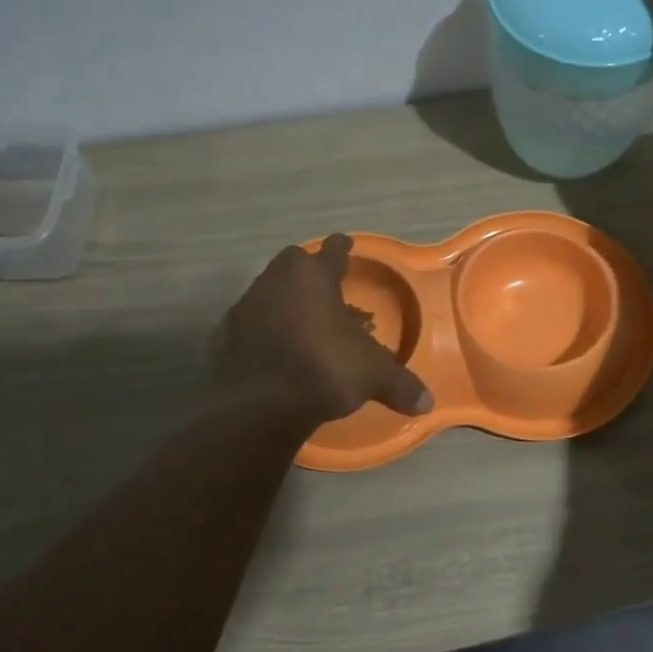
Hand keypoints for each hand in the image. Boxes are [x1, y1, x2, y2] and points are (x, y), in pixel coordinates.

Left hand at [214, 234, 433, 426]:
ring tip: (300, 322)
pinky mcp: (224, 333)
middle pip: (293, 261)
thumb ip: (400, 384)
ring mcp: (246, 304)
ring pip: (268, 289)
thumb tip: (428, 403)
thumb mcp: (373, 376)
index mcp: (314, 277)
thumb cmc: (323, 370)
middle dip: (308, 270)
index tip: (347, 246)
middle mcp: (277, 280)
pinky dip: (261, 329)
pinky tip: (272, 347)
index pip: (333, 250)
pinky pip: (248, 322)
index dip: (343, 248)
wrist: (258, 405)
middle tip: (324, 289)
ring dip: (283, 299)